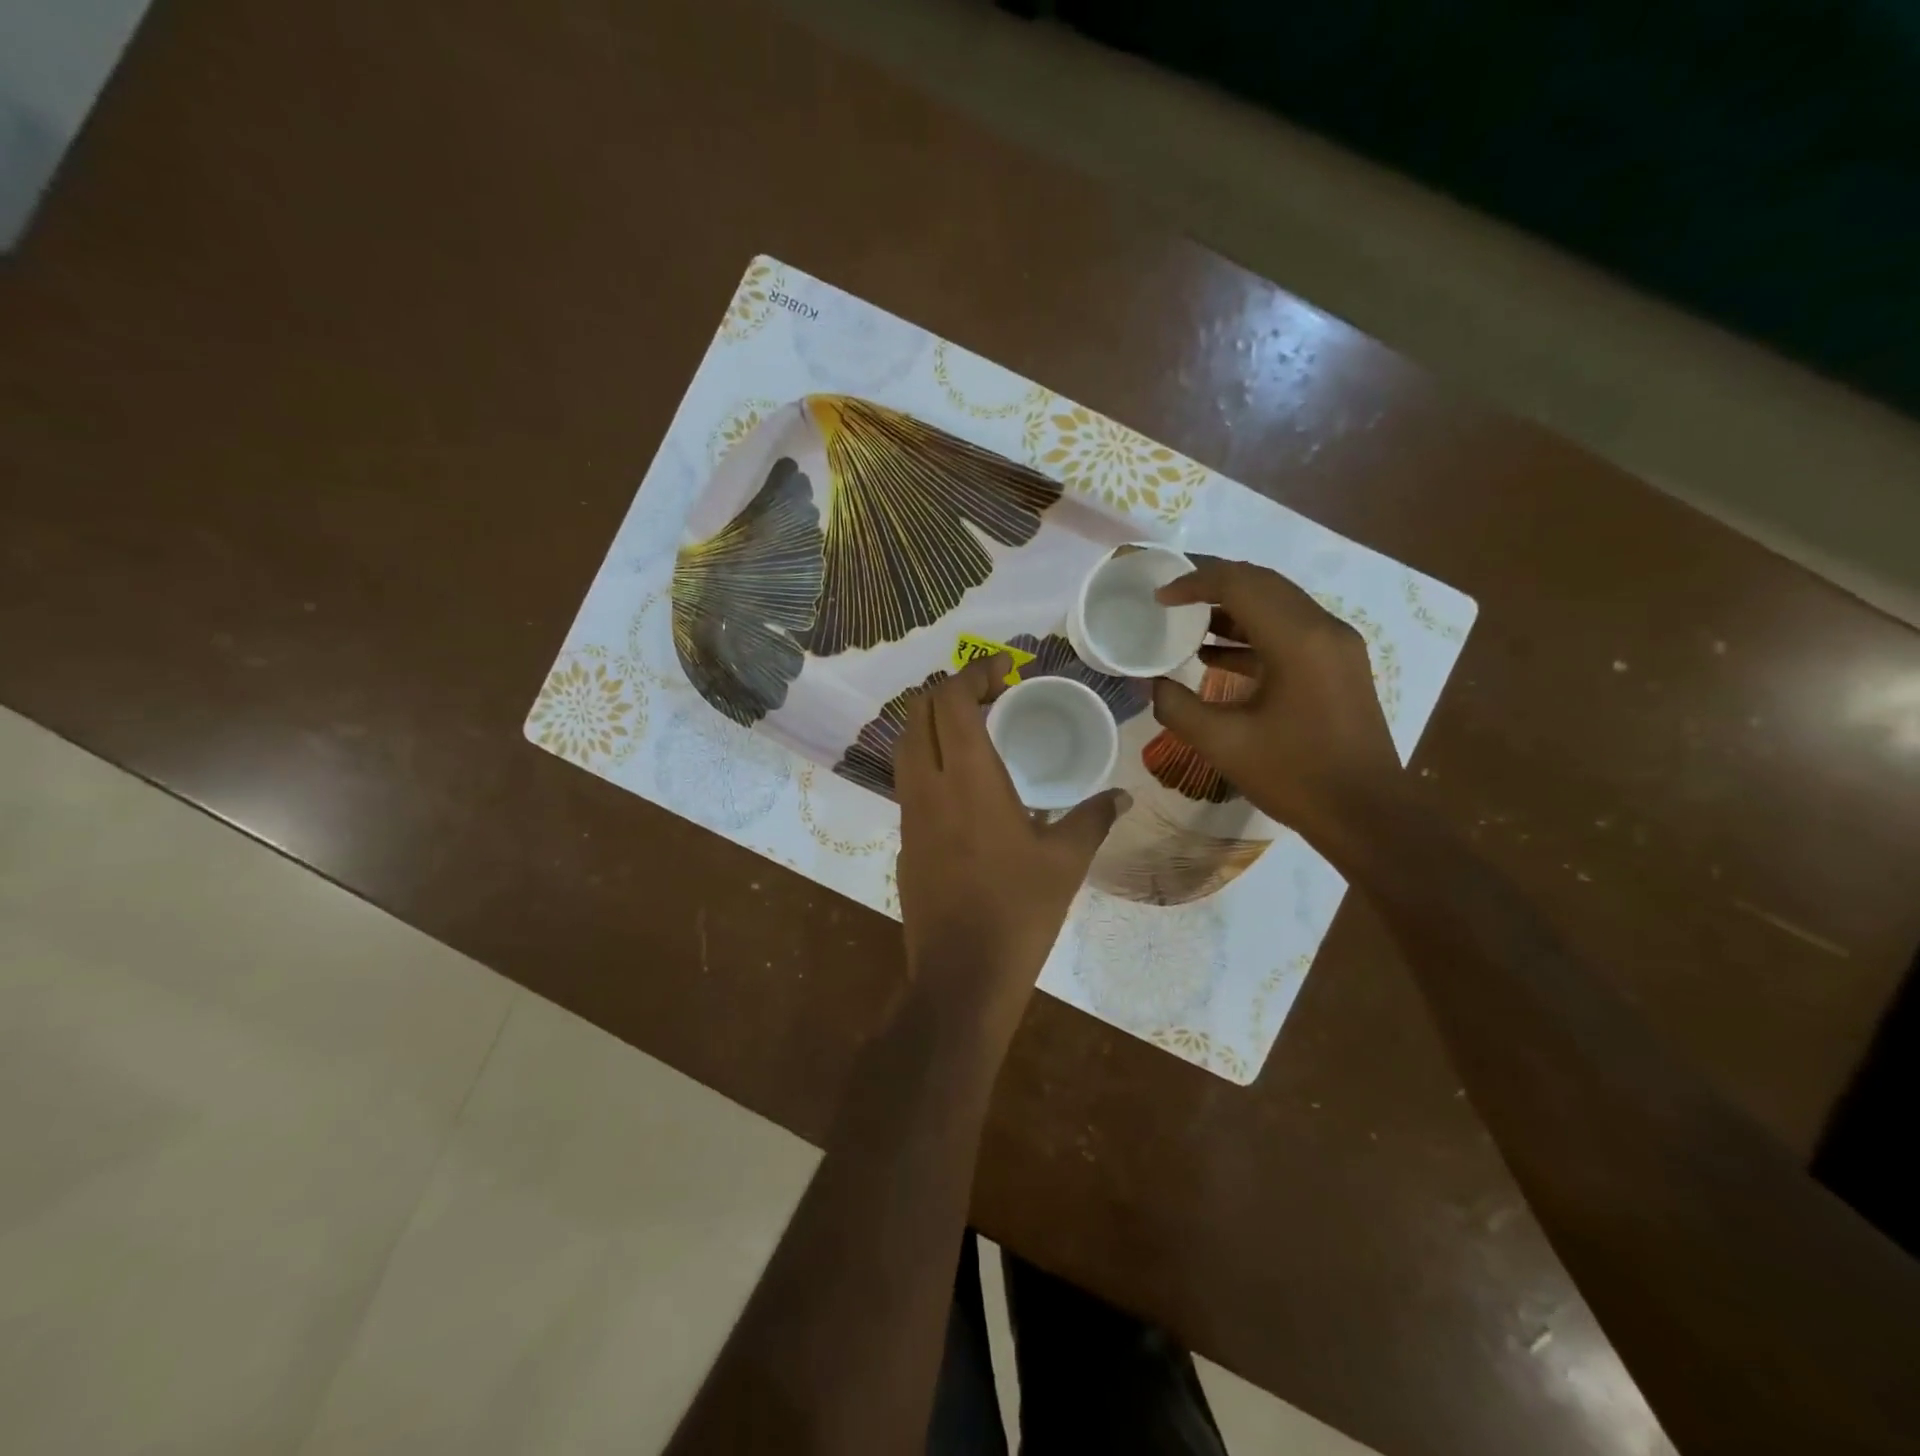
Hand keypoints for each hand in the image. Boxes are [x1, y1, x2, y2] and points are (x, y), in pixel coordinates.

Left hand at [895, 656, 1128, 1041]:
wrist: (962, 973)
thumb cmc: (1019, 909)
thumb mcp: (1066, 861)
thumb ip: (1092, 819)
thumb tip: (1120, 797)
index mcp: (969, 777)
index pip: (953, 700)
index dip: (973, 673)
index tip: (1004, 671)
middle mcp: (929, 785)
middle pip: (919, 713)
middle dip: (950, 691)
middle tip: (991, 697)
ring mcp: (909, 813)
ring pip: (906, 745)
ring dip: (934, 724)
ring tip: (974, 730)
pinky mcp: (905, 839)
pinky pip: (908, 780)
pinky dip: (929, 759)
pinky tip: (962, 784)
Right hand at [1152, 558, 1403, 849]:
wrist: (1367, 814)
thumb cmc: (1294, 776)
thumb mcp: (1223, 743)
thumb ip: (1176, 706)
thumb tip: (1146, 683)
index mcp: (1297, 640)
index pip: (1240, 584)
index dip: (1194, 582)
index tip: (1159, 596)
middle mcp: (1323, 629)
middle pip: (1263, 584)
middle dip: (1213, 583)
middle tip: (1171, 596)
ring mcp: (1337, 646)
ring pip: (1279, 605)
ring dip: (1233, 608)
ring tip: (1187, 624)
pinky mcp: (1339, 666)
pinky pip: (1291, 630)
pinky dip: (1253, 633)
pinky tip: (1216, 656)